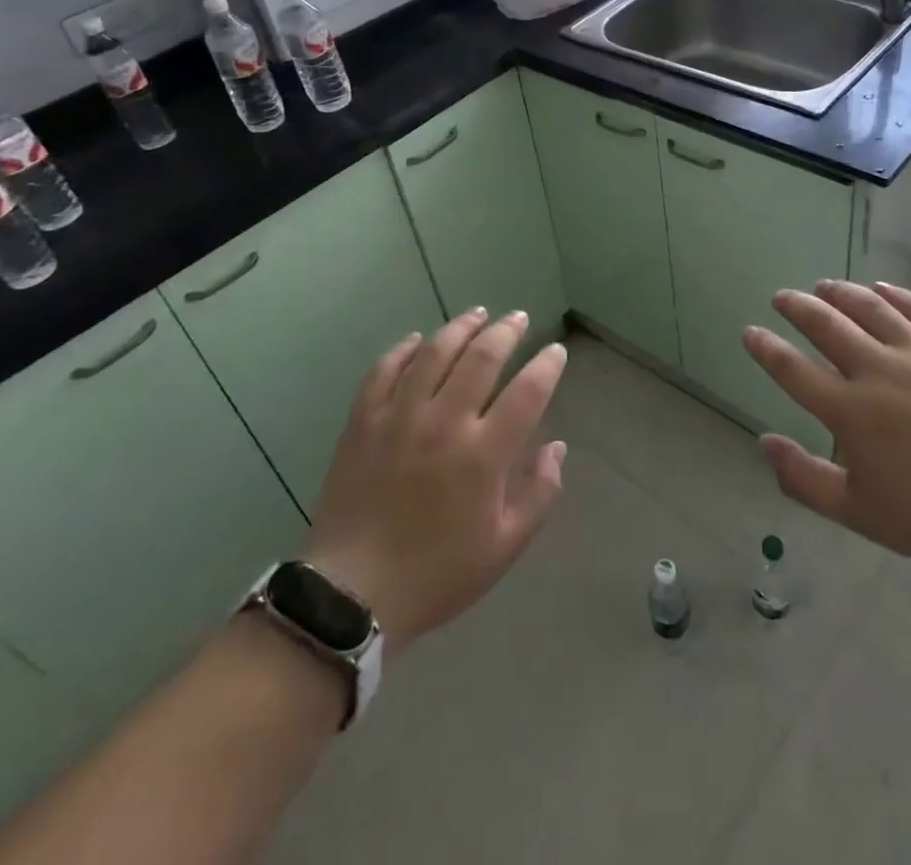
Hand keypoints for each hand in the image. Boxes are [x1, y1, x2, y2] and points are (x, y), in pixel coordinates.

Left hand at [301, 309, 567, 654]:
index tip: (555, 351)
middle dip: (506, 331)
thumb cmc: (438, 574)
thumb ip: (539, 493)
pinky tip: (417, 340)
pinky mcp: (363, 421)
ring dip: (460, 327)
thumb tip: (557, 446)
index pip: (527, 392)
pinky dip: (403, 349)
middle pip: (481, 357)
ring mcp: (399, 417)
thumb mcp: (504, 547)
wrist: (354, 595)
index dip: (547, 365)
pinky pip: (384, 369)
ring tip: (477, 314)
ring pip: (434, 352)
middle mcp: (444, 423)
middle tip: (517, 319)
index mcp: (483, 455)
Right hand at [743, 280, 910, 579]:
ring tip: (823, 286)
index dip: (766, 348)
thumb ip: (804, 479)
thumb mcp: (860, 514)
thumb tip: (763, 443)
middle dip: (797, 307)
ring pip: (870, 308)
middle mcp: (878, 371)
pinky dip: (896, 294)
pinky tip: (882, 289)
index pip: (793, 369)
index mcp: (851, 412)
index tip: (751, 332)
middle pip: (826, 325)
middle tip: (782, 297)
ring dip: (840, 292)